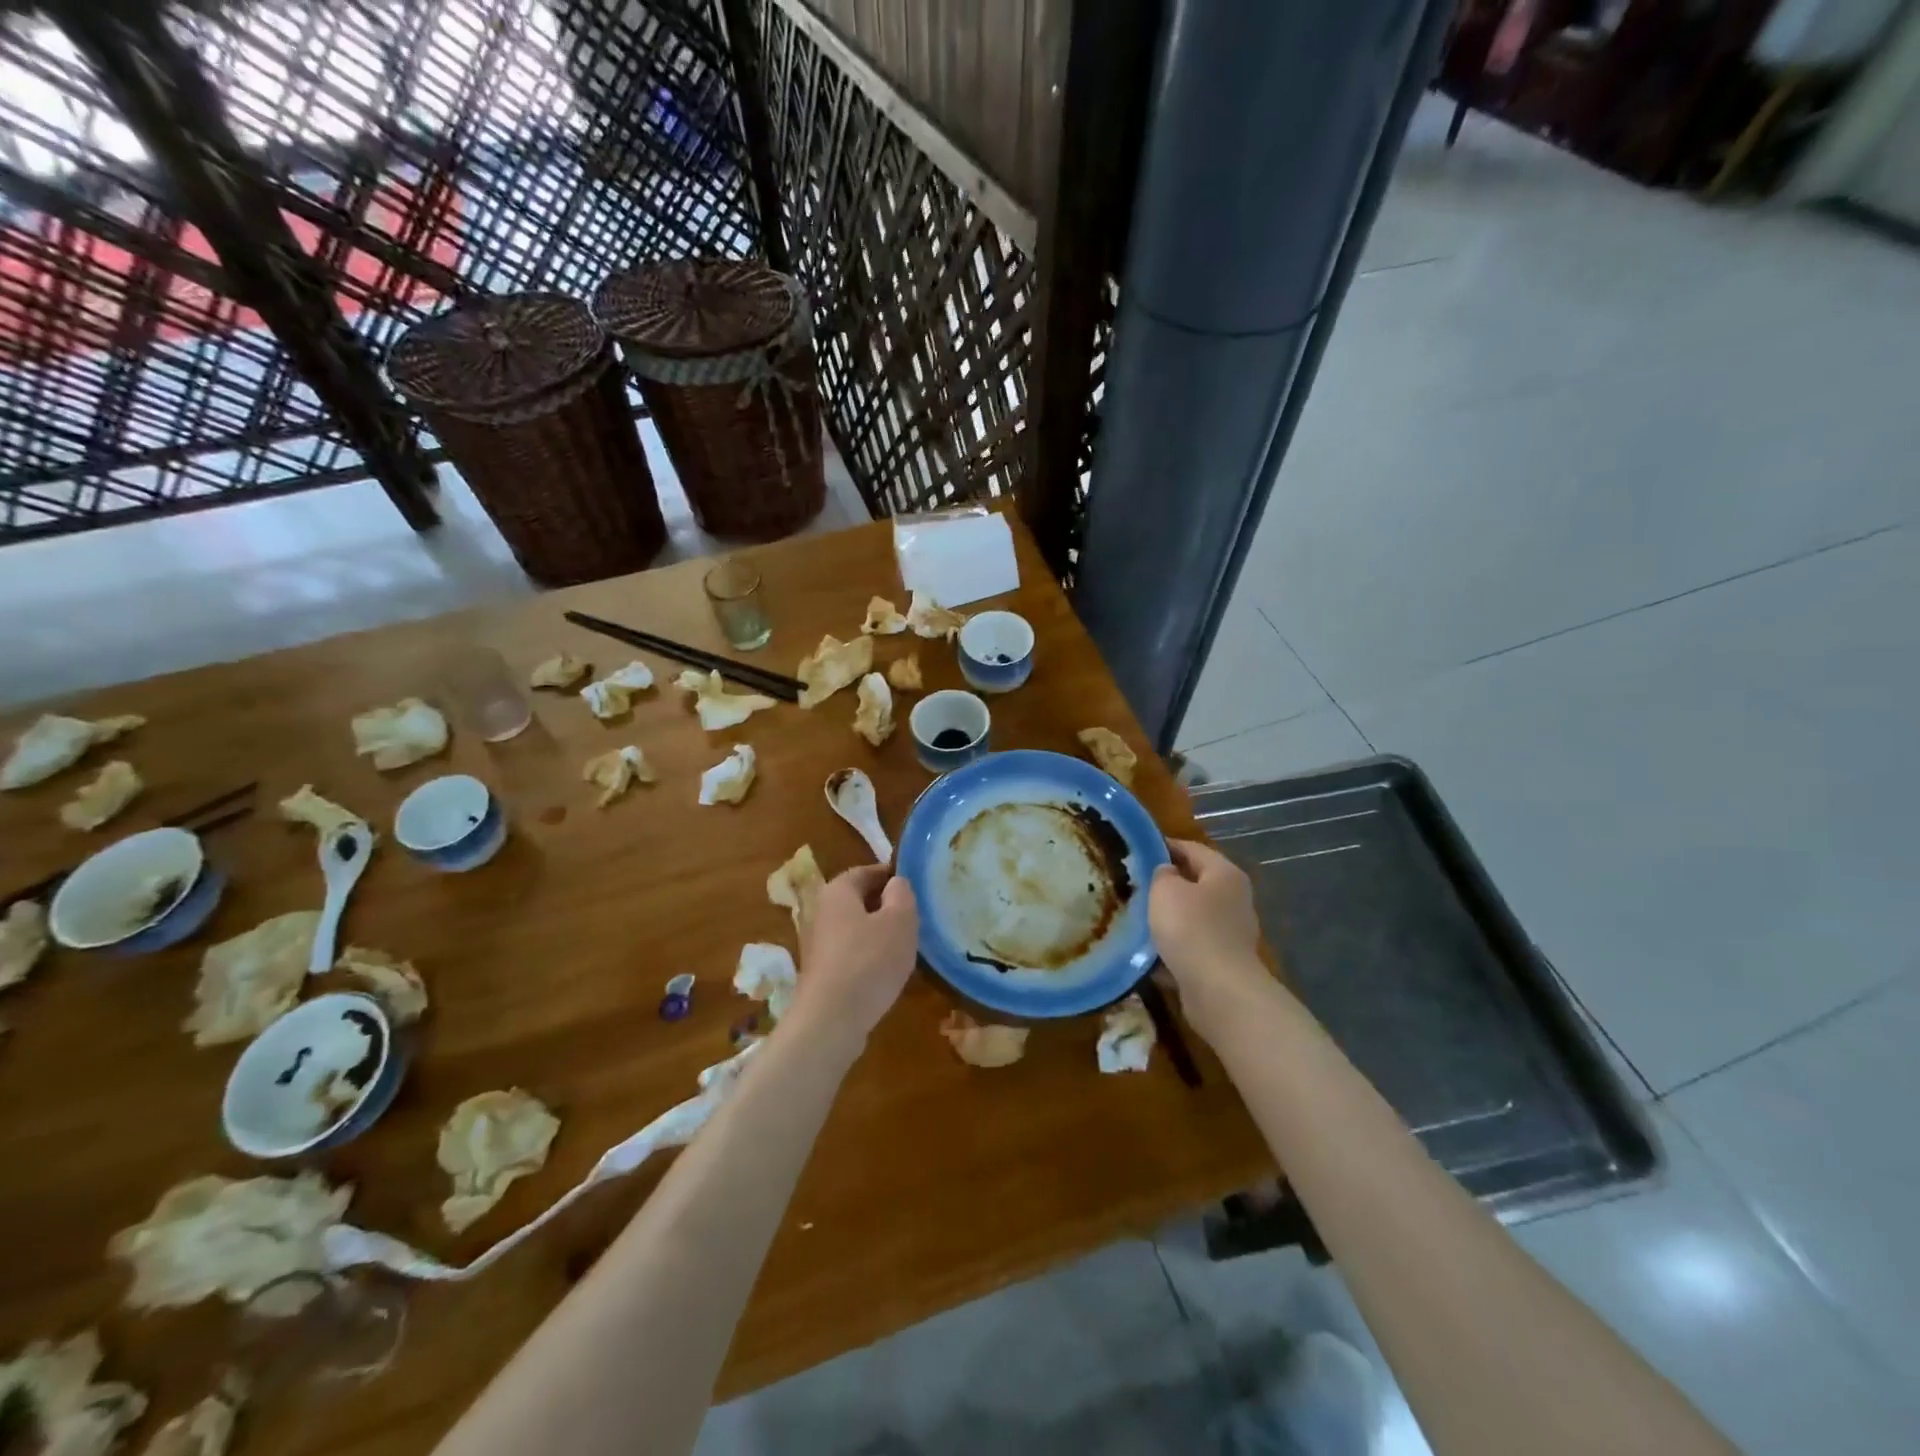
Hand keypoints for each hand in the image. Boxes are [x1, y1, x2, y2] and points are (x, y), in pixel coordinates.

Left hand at [787, 865, 918, 1046]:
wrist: (830, 1020)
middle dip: (887, 906)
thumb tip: (896, 884)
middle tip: (916, 917)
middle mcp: (822, 912)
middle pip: (860, 900)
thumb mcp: (899, 920)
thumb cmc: (869, 961)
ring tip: (907, 945)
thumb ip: (902, 894)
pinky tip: (888, 972)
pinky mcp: (823, 973)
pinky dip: (870, 957)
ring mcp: (819, 944)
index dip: (892, 876)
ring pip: (856, 928)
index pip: (867, 871)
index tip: (917, 887)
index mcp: (838, 891)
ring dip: (880, 934)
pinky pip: (852, 954)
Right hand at [1149, 839, 1271, 1040]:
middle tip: (1132, 884)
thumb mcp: (1165, 890)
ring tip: (1134, 917)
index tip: (1135, 850)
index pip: (1191, 848)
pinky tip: (1146, 950)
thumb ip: (1161, 874)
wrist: (1218, 991)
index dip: (1163, 846)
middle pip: (1194, 883)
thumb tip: (1166, 873)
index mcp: (1225, 874)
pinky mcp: (1222, 962)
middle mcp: (1234, 899)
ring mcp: (1230, 933)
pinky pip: (1190, 946)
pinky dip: (1171, 946)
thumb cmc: (1191, 929)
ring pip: (1191, 917)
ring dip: (1167, 917)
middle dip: (1164, 884)